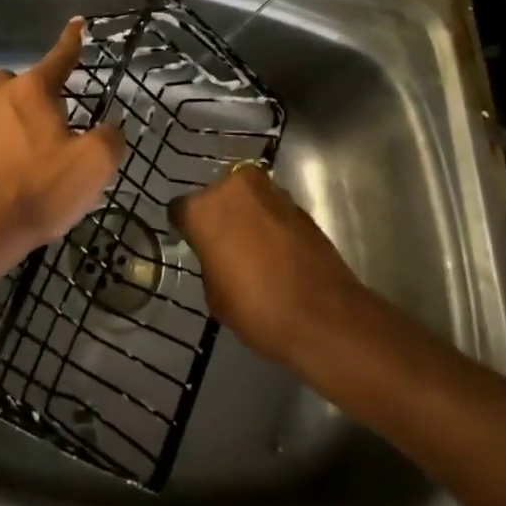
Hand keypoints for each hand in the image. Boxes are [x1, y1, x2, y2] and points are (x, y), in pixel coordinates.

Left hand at [0, 18, 124, 273]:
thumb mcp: (93, 166)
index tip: (78, 23)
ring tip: (20, 159)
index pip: (60, 56)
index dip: (73, 41)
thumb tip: (110, 127)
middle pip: (22, 85)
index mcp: (32, 88)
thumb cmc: (40, 190)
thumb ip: (110, 137)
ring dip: (8, 123)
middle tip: (48, 135)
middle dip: (35, 100)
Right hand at [169, 163, 368, 370]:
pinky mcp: (299, 205)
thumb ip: (209, 261)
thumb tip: (218, 253)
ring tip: (253, 248)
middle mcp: (234, 187)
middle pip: (217, 195)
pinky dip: (271, 224)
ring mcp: (270, 192)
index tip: (191, 243)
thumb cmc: (257, 309)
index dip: (185, 228)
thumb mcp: (215, 294)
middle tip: (224, 244)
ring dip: (247, 215)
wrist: (325, 318)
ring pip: (248, 198)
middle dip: (219, 214)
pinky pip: (273, 210)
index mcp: (204, 208)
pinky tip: (276, 252)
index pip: (181, 209)